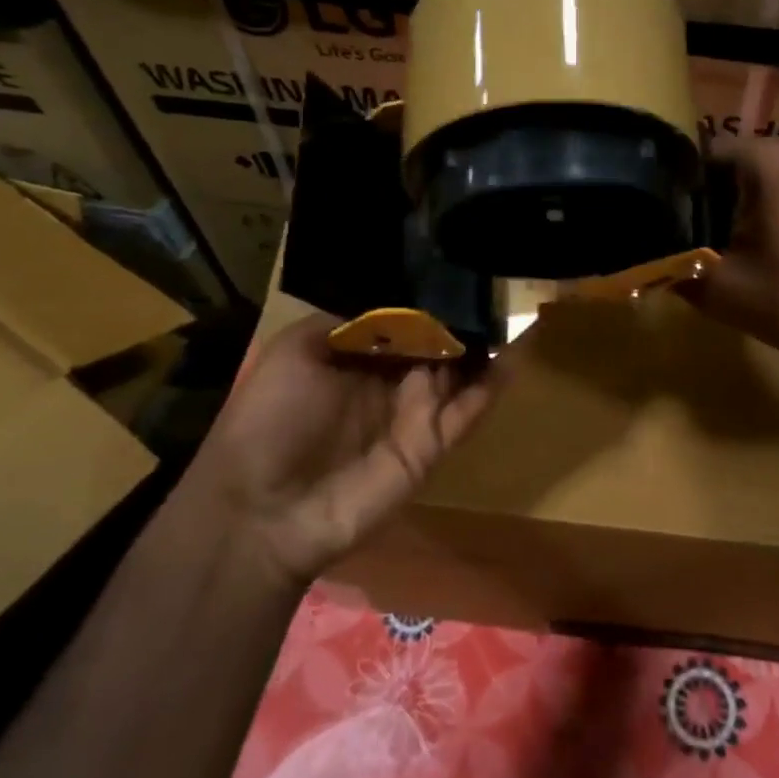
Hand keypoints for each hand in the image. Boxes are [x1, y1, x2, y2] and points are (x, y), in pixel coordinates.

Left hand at [190, 313, 499, 582]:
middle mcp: (389, 381)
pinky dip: (492, 386)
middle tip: (496, 283)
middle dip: (463, 317)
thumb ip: (345, 321)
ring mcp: (414, 414)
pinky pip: (468, 411)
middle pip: (437, 343)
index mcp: (356, 356)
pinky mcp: (432, 445)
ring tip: (514, 309)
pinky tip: (515, 356)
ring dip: (485, 346)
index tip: (457, 267)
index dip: (428, 298)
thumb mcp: (294, 351)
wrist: (263, 509)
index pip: (403, 320)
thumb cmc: (270, 420)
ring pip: (460, 372)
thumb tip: (397, 302)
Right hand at [681, 136, 778, 365]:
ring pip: (758, 179)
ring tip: (714, 248)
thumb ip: (678, 269)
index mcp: (771, 156)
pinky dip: (766, 213)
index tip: (660, 219)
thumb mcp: (726, 290)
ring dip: (736, 210)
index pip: (701, 153)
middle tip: (683, 241)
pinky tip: (756, 250)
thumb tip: (648, 262)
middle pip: (730, 166)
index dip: (675, 187)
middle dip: (706, 202)